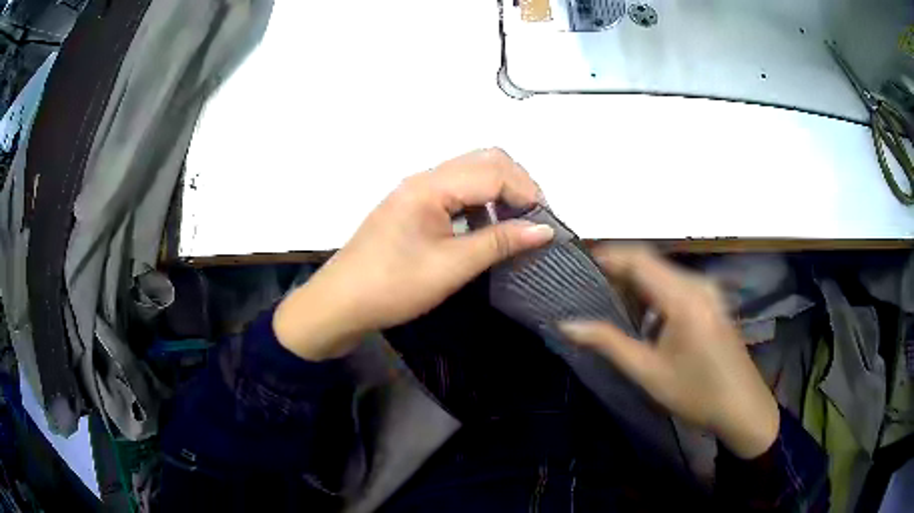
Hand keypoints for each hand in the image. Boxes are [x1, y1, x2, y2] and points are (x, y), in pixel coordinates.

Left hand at [274, 148, 554, 360]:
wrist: (340, 303)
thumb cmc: (393, 286)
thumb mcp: (451, 266)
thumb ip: (500, 242)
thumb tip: (545, 230)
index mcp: (431, 185)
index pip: (494, 170)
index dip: (527, 192)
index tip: (546, 222)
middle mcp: (425, 178)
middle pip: (484, 160)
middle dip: (517, 183)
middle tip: (534, 219)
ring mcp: (417, 191)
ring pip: (471, 173)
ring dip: (499, 191)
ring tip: (516, 224)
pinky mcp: (413, 206)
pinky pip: (456, 191)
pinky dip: (480, 202)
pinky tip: (485, 228)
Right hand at [559, 246, 778, 458]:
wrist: (743, 407)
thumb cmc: (696, 393)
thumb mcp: (649, 372)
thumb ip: (608, 343)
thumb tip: (567, 324)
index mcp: (683, 297)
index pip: (638, 259)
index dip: (606, 256)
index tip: (576, 266)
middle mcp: (697, 284)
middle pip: (650, 262)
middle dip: (617, 271)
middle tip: (586, 291)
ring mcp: (708, 291)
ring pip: (663, 274)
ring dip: (636, 284)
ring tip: (608, 305)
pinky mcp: (712, 301)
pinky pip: (676, 285)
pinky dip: (654, 294)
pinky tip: (643, 318)